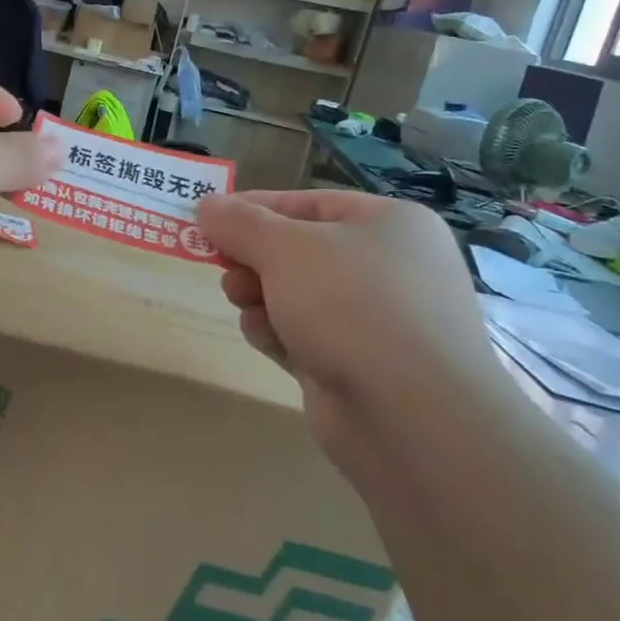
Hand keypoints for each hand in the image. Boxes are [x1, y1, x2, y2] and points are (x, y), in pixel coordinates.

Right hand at [195, 190, 512, 465]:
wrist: (412, 416)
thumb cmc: (351, 305)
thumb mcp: (284, 249)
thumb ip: (240, 223)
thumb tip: (207, 204)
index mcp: (388, 224)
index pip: (306, 203)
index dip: (253, 209)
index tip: (208, 221)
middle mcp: (390, 266)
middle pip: (298, 250)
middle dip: (253, 259)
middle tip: (224, 269)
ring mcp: (379, 319)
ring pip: (297, 294)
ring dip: (260, 296)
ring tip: (243, 304)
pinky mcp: (360, 364)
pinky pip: (306, 334)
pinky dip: (279, 331)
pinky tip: (264, 338)